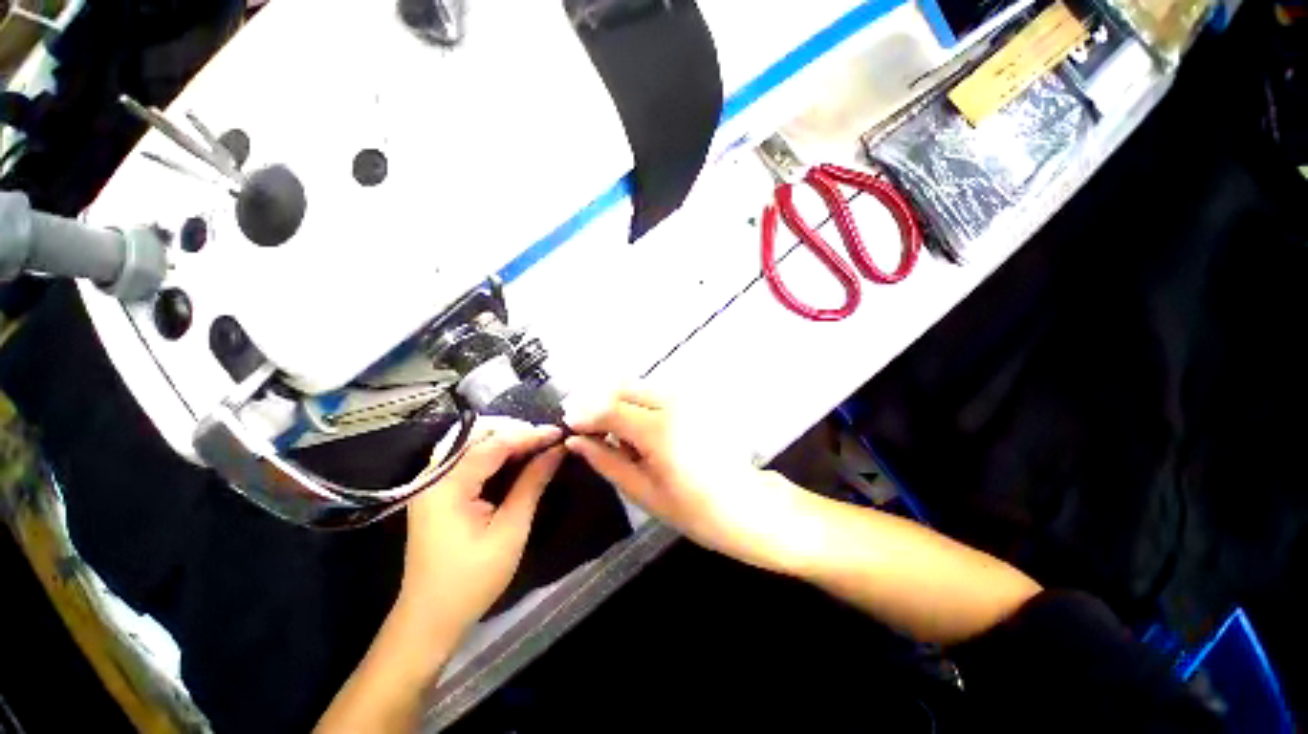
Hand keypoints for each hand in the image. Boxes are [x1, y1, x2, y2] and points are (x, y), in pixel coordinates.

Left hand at [399, 418, 565, 636]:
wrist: (430, 617)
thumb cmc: (472, 579)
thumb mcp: (510, 530)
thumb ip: (532, 484)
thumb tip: (557, 451)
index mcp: (448, 486)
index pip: (494, 444)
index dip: (530, 435)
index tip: (559, 432)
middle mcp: (434, 475)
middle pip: (477, 433)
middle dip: (515, 430)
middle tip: (547, 440)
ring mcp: (431, 482)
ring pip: (471, 440)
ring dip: (504, 437)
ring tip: (535, 444)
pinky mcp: (436, 490)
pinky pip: (466, 456)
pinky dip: (492, 450)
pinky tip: (513, 457)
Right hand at [564, 387, 821, 574]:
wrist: (748, 505)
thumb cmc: (696, 510)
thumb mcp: (644, 491)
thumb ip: (607, 461)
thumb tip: (576, 442)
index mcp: (659, 429)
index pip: (608, 409)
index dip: (585, 416)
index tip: (570, 427)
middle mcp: (673, 402)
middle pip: (622, 388)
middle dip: (599, 403)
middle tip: (590, 429)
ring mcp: (688, 397)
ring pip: (639, 387)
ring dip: (620, 403)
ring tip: (617, 435)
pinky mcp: (696, 400)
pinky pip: (657, 393)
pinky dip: (639, 404)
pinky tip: (640, 430)